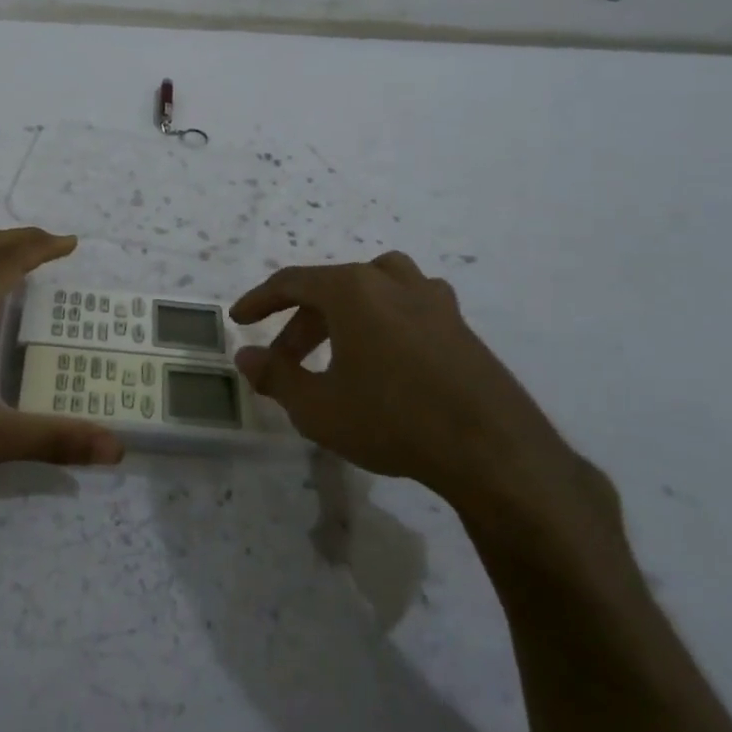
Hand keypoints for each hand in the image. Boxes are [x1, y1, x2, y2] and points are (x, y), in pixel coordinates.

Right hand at [231, 253, 613, 530]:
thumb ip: (275, 377)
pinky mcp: (460, 324)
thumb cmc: (392, 419)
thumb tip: (246, 357)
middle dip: (299, 322)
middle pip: (331, 288)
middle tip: (283, 360)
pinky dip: (382, 322)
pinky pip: (407, 306)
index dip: (259, 301)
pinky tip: (384, 359)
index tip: (239, 321)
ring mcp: (433, 299)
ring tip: (335, 347)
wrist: (493, 450)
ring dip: (344, 313)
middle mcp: (392, 281)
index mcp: (353, 289)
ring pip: (374, 288)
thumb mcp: (318, 407)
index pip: (292, 282)